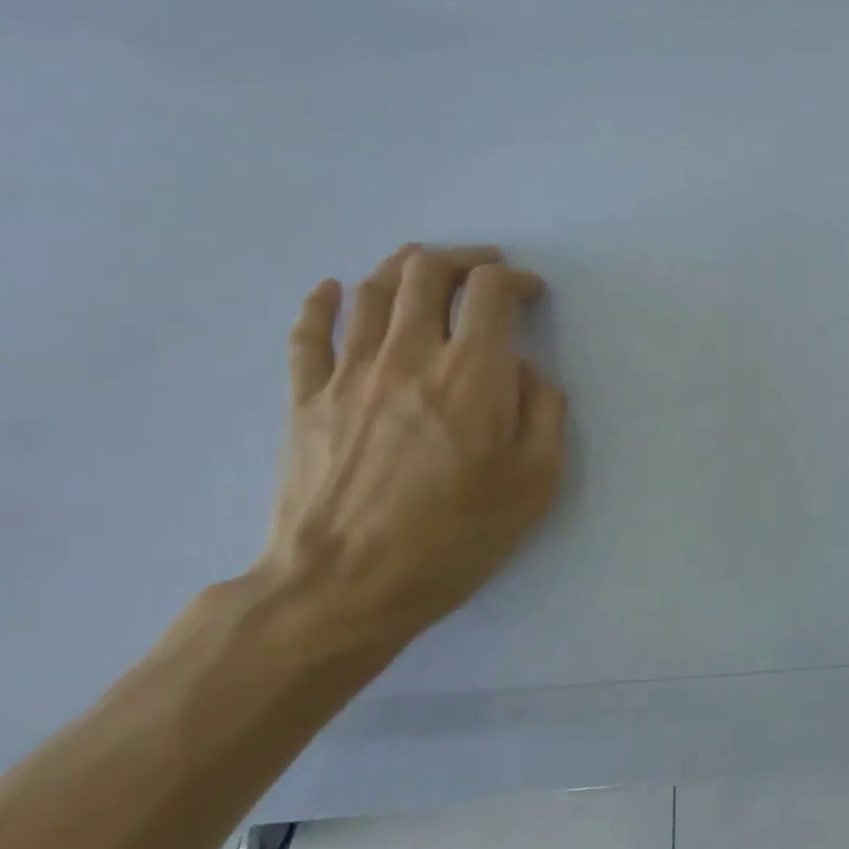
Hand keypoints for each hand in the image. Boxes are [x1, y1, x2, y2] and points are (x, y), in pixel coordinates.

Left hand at [258, 243, 565, 654]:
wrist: (342, 588)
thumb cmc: (454, 537)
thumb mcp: (535, 481)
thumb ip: (544, 410)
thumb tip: (523, 369)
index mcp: (471, 374)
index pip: (490, 291)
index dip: (516, 280)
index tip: (531, 296)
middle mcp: (409, 355)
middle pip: (427, 272)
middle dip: (463, 259)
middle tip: (484, 270)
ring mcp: (349, 373)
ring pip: (373, 290)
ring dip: (405, 267)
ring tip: (426, 269)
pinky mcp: (305, 399)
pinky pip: (309, 333)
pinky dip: (322, 302)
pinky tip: (334, 290)